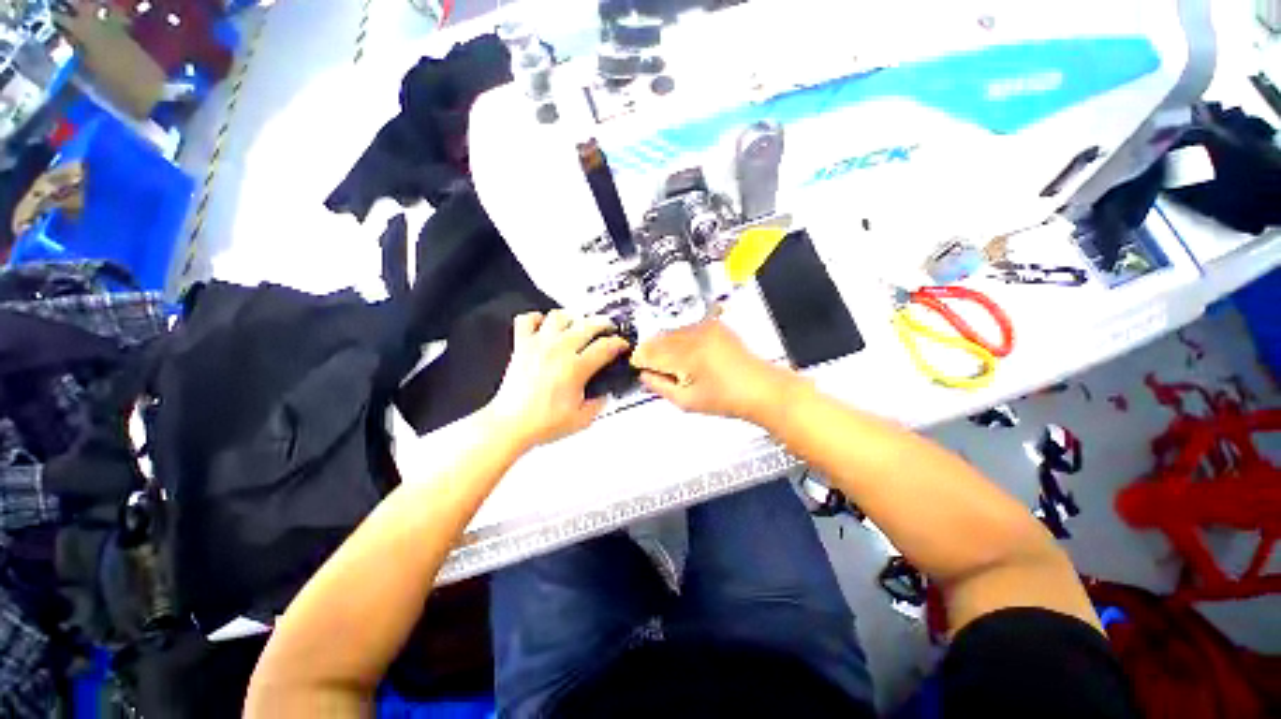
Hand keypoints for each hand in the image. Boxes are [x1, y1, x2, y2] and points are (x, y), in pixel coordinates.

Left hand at [485, 310, 630, 449]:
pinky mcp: (521, 346)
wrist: (511, 425)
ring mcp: (539, 345)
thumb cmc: (543, 423)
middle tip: (607, 329)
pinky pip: (527, 320)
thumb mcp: (582, 419)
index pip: (606, 346)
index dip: (619, 343)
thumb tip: (604, 393)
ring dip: (572, 319)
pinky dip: (537, 319)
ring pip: (559, 316)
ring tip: (577, 326)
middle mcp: (559, 351)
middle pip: (587, 325)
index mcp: (576, 368)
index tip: (622, 345)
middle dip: (603, 324)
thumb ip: (599, 403)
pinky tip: (545, 327)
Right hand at [631, 314, 797, 420]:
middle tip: (658, 370)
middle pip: (658, 338)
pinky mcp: (714, 325)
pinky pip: (686, 329)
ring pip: (671, 332)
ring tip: (677, 366)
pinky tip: (689, 356)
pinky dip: (681, 341)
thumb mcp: (686, 401)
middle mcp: (694, 334)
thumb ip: (659, 386)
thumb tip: (643, 375)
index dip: (640, 360)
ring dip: (666, 346)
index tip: (640, 369)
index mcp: (686, 354)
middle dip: (652, 353)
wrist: (760, 388)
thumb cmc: (726, 399)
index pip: (649, 351)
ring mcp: (705, 327)